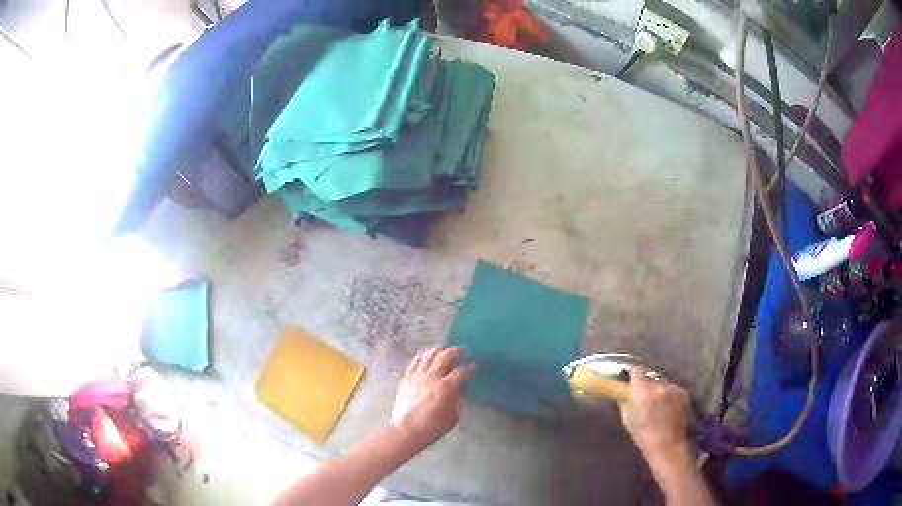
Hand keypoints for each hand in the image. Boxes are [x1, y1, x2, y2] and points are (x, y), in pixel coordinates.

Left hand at [391, 347, 474, 449]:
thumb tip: (459, 388)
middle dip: (456, 351)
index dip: (469, 367)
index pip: (461, 371)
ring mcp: (417, 376)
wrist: (407, 430)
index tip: (472, 365)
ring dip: (439, 349)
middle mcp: (432, 377)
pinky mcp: (406, 377)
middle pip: (445, 355)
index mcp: (446, 388)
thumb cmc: (432, 427)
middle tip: (461, 351)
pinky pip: (415, 360)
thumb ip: (457, 399)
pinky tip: (428, 355)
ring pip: (429, 354)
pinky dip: (423, 355)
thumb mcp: (453, 416)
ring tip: (445, 350)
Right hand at [619, 366, 690, 461]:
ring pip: (663, 385)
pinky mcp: (683, 393)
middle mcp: (658, 385)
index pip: (637, 370)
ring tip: (660, 407)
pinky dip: (670, 397)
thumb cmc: (643, 434)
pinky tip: (669, 410)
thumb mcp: (627, 419)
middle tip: (647, 401)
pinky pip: (673, 390)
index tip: (634, 383)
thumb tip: (625, 392)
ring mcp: (673, 388)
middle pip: (651, 378)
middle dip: (648, 387)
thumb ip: (626, 401)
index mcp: (642, 391)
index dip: (635, 376)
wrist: (667, 445)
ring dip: (660, 392)